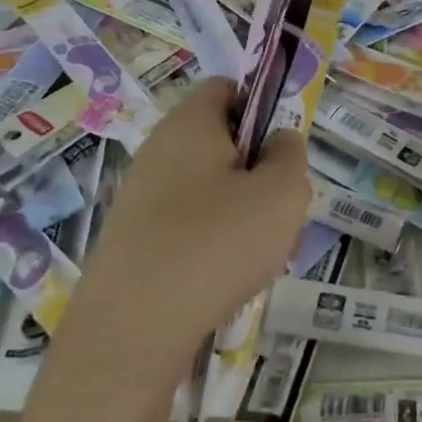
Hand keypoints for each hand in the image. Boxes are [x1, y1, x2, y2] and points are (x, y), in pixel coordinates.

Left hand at [71, 78, 310, 374]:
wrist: (131, 333)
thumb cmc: (215, 244)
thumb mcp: (282, 192)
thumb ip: (290, 155)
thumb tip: (278, 142)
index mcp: (190, 123)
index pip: (228, 88)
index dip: (261, 108)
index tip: (281, 151)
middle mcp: (159, 150)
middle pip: (222, 143)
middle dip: (258, 173)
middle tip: (278, 211)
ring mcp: (141, 197)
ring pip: (210, 190)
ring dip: (242, 214)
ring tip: (259, 257)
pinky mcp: (133, 241)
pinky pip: (188, 226)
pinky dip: (213, 245)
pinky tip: (227, 282)